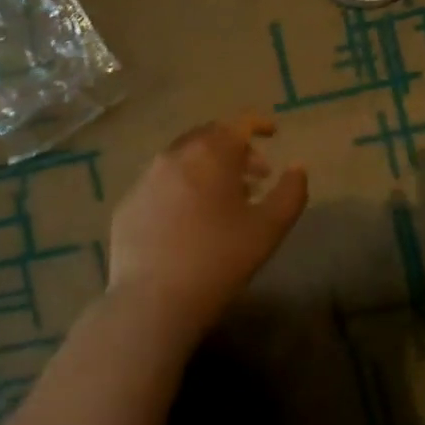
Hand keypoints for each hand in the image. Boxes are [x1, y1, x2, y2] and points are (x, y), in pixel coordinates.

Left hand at [106, 114, 308, 338]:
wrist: (153, 301)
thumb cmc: (219, 260)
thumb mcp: (269, 229)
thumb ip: (291, 192)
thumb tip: (297, 168)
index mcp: (210, 154)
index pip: (238, 123)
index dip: (259, 123)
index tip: (273, 133)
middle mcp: (174, 156)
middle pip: (208, 137)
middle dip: (234, 148)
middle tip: (255, 175)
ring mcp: (144, 179)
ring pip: (182, 159)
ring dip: (207, 168)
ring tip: (224, 200)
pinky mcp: (127, 204)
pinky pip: (160, 184)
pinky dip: (180, 188)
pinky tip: (188, 220)